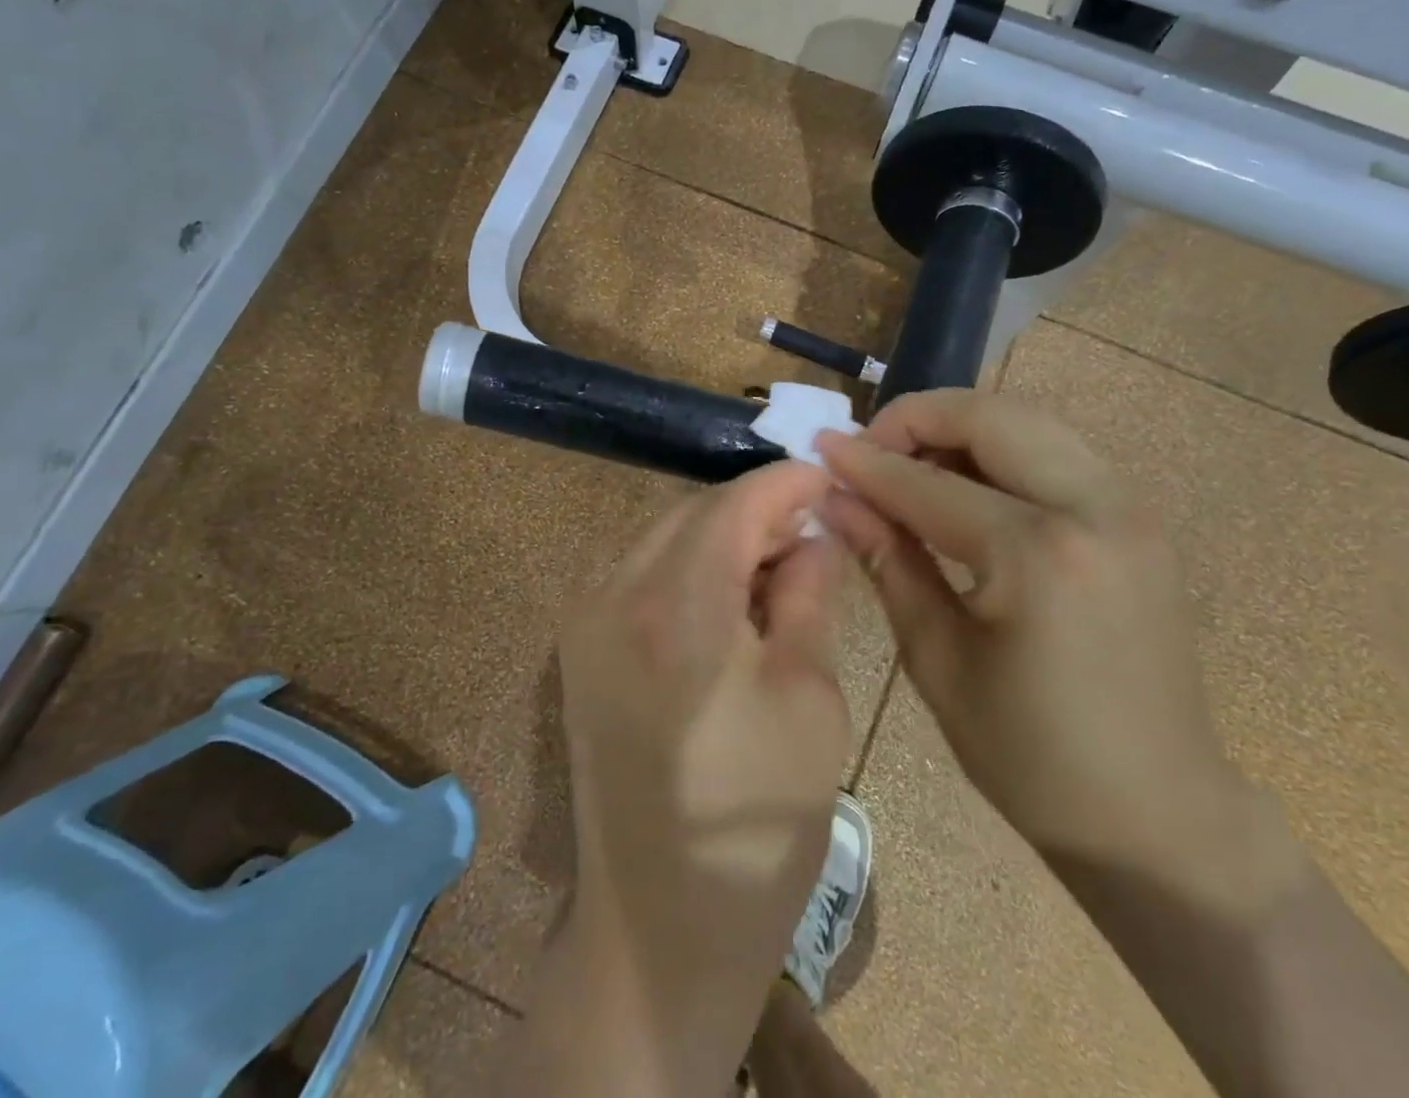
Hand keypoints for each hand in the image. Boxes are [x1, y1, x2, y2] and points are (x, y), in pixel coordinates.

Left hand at [557, 462, 850, 1093]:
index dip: (786, 482)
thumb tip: (814, 534)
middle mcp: (613, 594)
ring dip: (722, 536)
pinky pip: (641, 573)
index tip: (828, 477)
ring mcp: (585, 619)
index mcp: (675, 606)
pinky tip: (729, 596)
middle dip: (756, 509)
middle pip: (694, 512)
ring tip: (779, 564)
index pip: (734, 504)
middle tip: (813, 529)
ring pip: (664, 537)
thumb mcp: (809, 699)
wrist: (658, 930)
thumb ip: (809, 596)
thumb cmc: (755, 822)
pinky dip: (689, 566)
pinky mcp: (579, 647)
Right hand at [817, 389, 1249, 876]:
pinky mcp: (1140, 519)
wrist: (1159, 813)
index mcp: (1038, 556)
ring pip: (1029, 421)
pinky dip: (1001, 449)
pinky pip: (1057, 451)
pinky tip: (965, 485)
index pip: (928, 484)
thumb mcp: (937, 659)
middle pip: (991, 417)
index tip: (820, 448)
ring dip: (960, 427)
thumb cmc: (1031, 755)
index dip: (866, 463)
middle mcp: (1094, 509)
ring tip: (911, 464)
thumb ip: (887, 561)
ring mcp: (1129, 508)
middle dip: (918, 418)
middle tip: (869, 448)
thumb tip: (835, 499)